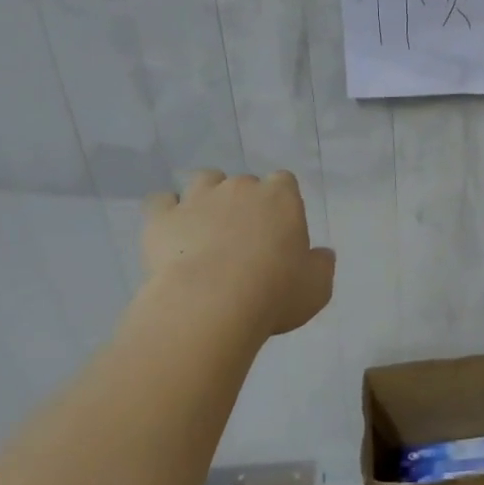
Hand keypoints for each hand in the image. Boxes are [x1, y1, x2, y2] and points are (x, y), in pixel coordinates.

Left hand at [139, 171, 335, 336]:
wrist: (211, 304)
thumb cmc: (274, 293)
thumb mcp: (317, 287)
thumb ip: (321, 265)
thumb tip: (322, 254)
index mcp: (281, 197)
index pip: (284, 181)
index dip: (281, 202)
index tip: (279, 228)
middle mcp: (240, 187)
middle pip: (243, 182)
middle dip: (244, 202)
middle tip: (243, 237)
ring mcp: (198, 198)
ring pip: (203, 180)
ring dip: (206, 197)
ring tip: (205, 227)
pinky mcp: (162, 217)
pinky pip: (161, 201)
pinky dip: (166, 212)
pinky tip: (170, 232)